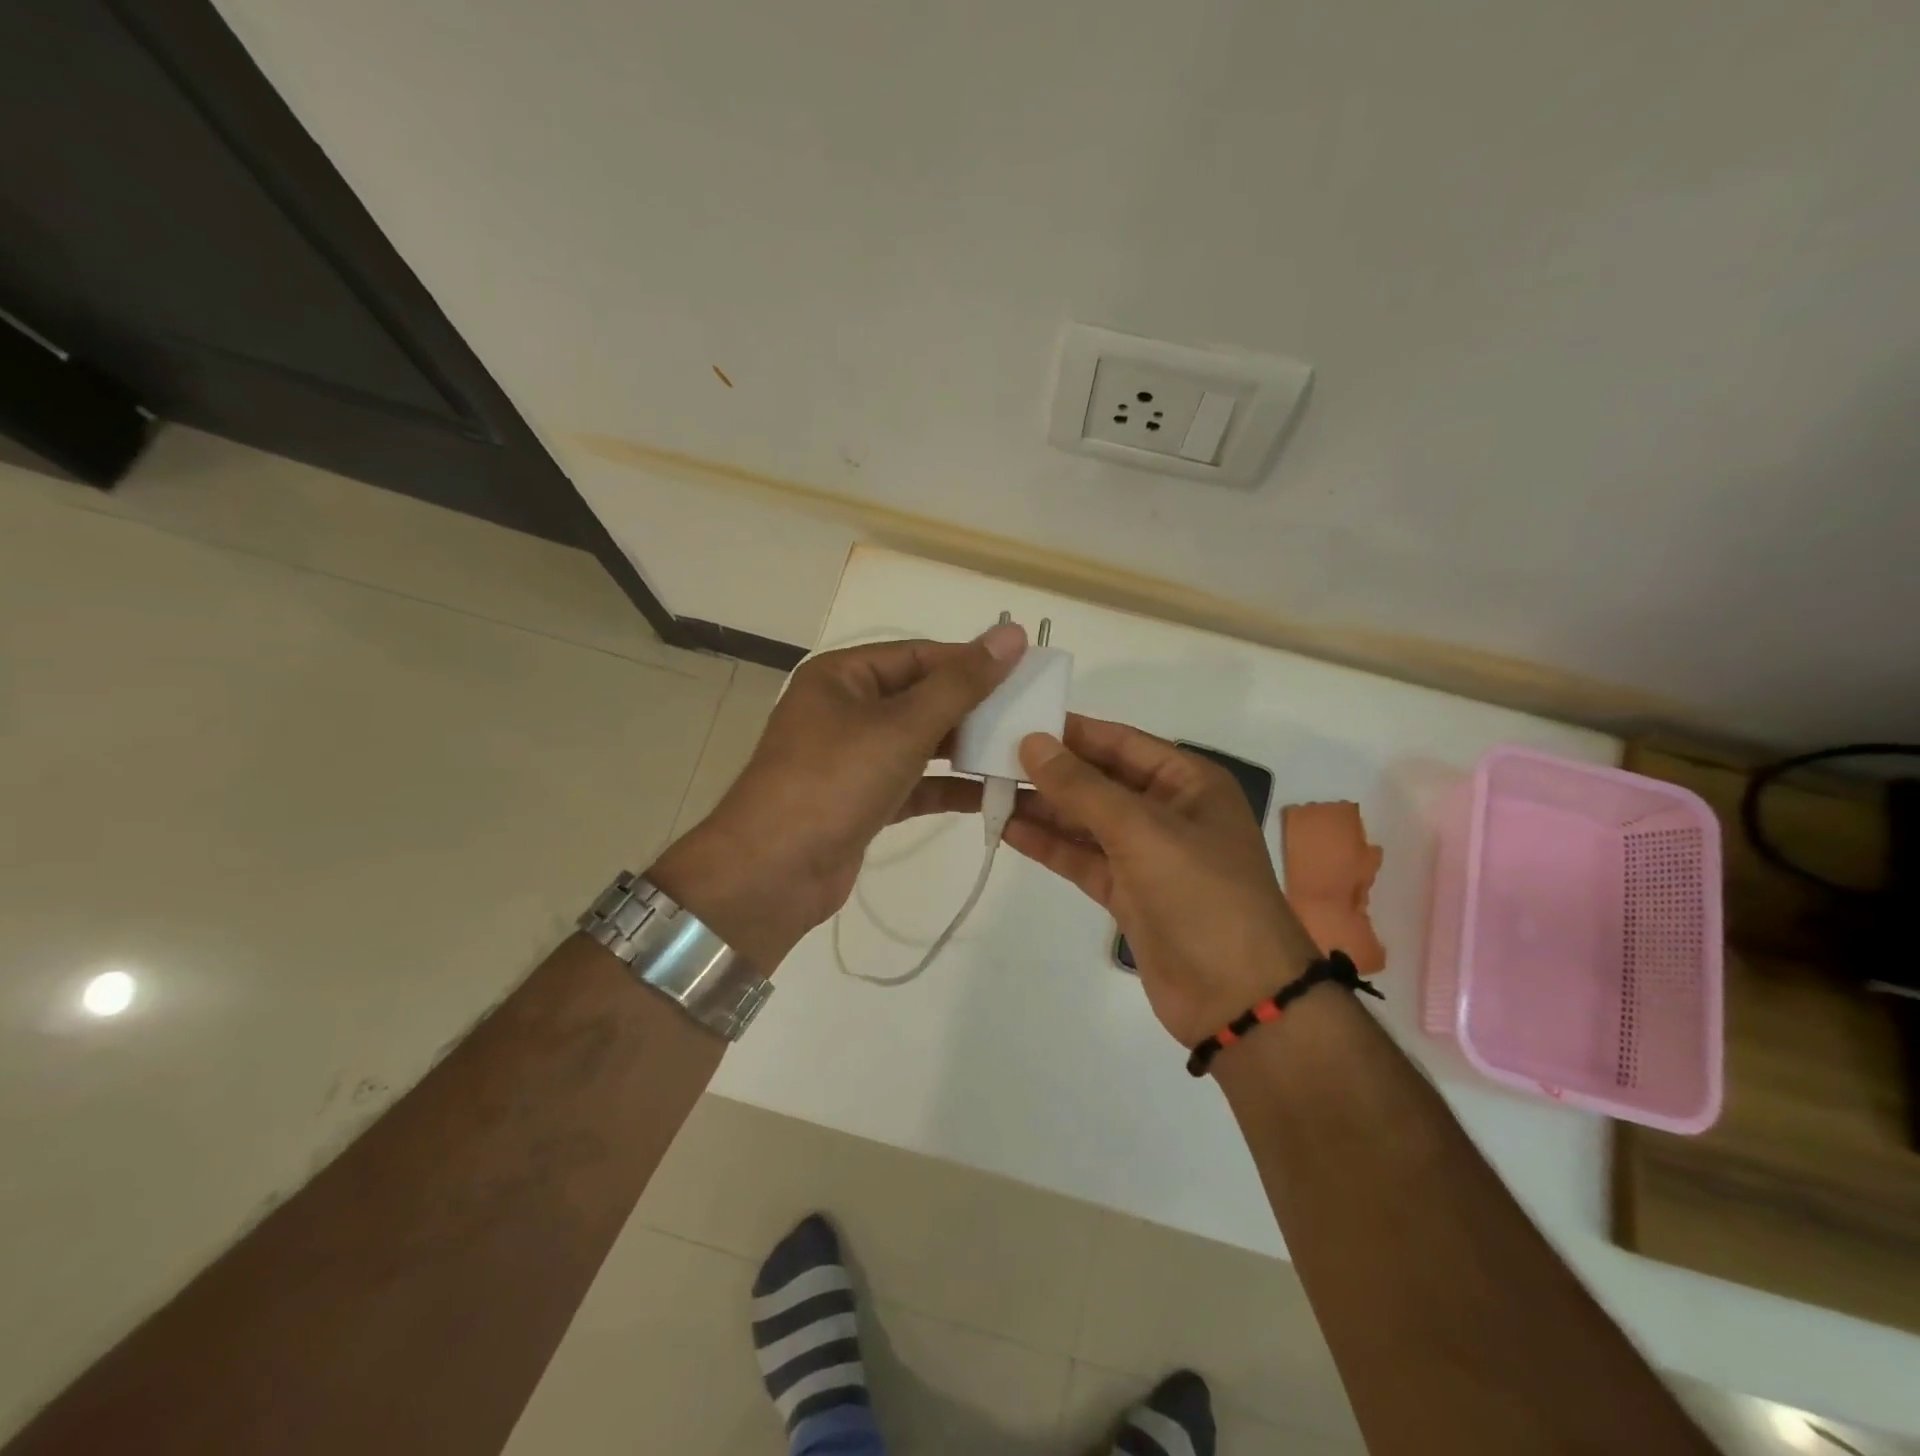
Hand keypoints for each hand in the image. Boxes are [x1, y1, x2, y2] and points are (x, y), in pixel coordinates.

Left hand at [647, 625, 1026, 969]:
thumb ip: (961, 683)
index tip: (1024, 671)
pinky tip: (994, 793)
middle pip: (921, 698)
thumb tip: (1012, 635)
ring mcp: (853, 758)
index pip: (919, 655)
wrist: (773, 874)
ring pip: (920, 743)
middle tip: (1031, 715)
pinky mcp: (863, 801)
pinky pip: (915, 783)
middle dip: (973, 708)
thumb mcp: (902, 726)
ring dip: (966, 749)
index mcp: (843, 676)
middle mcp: (846, 710)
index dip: (971, 661)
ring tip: (1021, 752)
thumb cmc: (835, 781)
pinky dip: (949, 788)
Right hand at [1006, 715, 1320, 1045]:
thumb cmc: (1200, 894)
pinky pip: (1082, 858)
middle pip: (1099, 780)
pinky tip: (1009, 829)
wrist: (1236, 997)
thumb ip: (1082, 787)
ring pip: (1086, 820)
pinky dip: (1049, 845)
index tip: (1017, 721)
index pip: (1120, 741)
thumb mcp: (1141, 830)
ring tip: (989, 789)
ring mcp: (1146, 854)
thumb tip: (1032, 742)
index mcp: (1187, 781)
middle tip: (990, 757)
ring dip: (1043, 807)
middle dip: (1050, 771)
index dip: (1070, 731)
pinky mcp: (1127, 892)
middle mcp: (1167, 810)